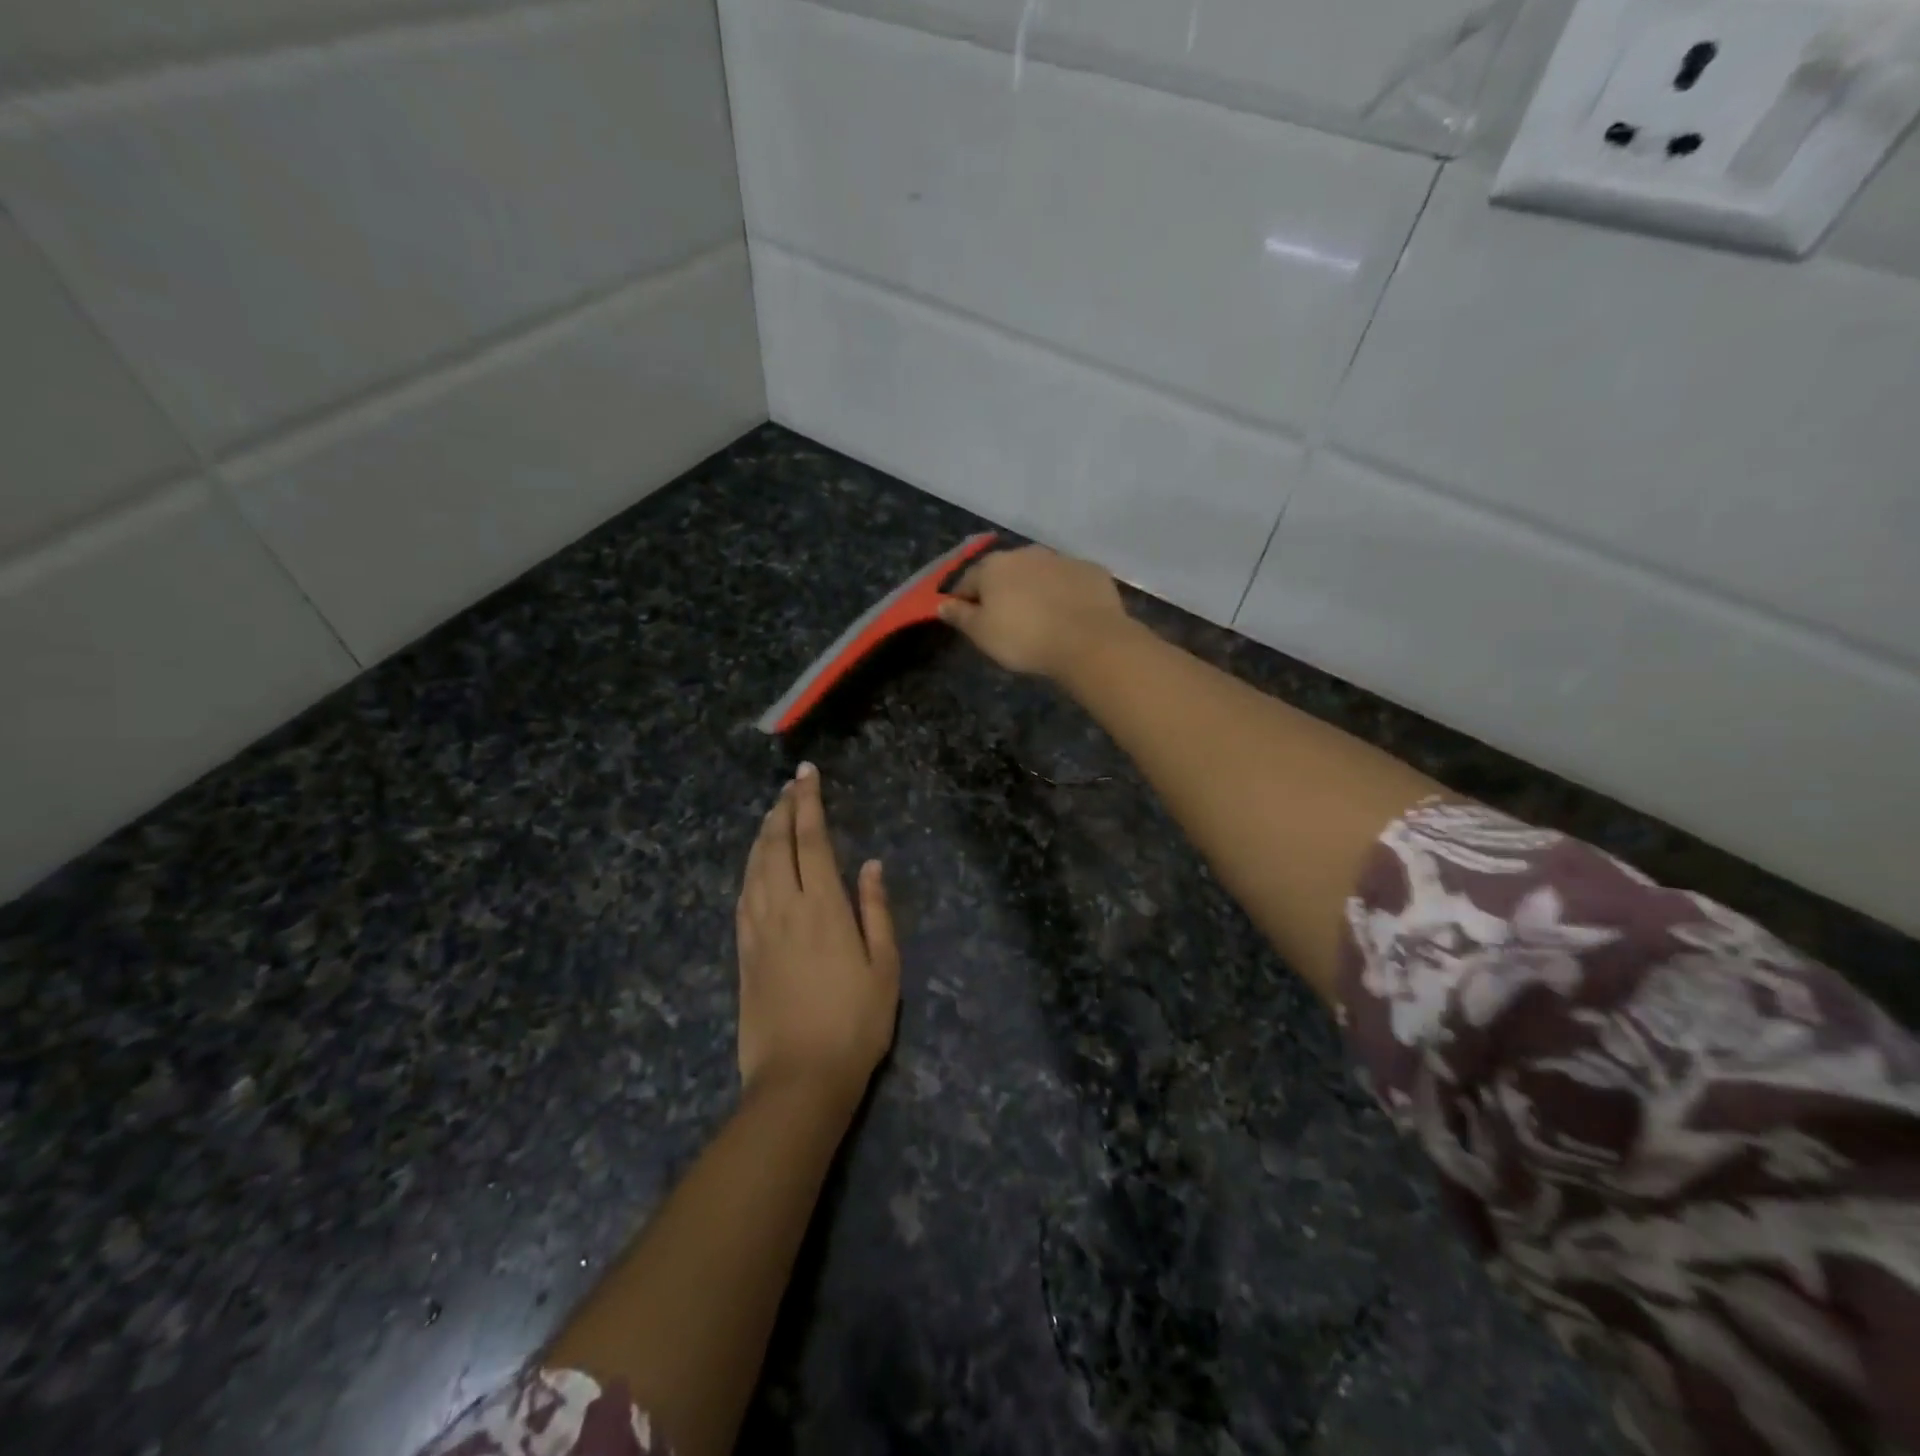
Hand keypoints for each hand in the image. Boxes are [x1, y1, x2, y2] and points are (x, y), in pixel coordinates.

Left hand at [735, 763, 899, 1103]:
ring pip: (754, 866)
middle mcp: (785, 908)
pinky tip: (754, 862)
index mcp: (823, 907)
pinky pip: (742, 895)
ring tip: (772, 812)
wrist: (799, 1079)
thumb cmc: (855, 1024)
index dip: (809, 803)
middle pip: (777, 845)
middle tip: (790, 785)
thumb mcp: (885, 968)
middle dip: (783, 810)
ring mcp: (758, 929)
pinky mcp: (742, 952)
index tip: (807, 775)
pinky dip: (748, 868)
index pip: (812, 840)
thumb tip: (872, 865)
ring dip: (763, 833)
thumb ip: (877, 911)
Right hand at [938, 545, 1132, 680]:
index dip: (964, 600)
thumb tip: (941, 603)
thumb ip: (960, 616)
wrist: (1088, 640)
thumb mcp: (982, 634)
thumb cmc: (1024, 638)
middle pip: (1005, 572)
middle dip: (1002, 590)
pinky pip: (1070, 580)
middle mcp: (1026, 553)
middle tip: (1006, 619)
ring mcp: (1061, 558)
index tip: (968, 618)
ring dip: (1035, 588)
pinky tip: (1069, 614)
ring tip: (1040, 617)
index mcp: (994, 566)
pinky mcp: (1091, 570)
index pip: (968, 581)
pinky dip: (1065, 593)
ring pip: (1039, 573)